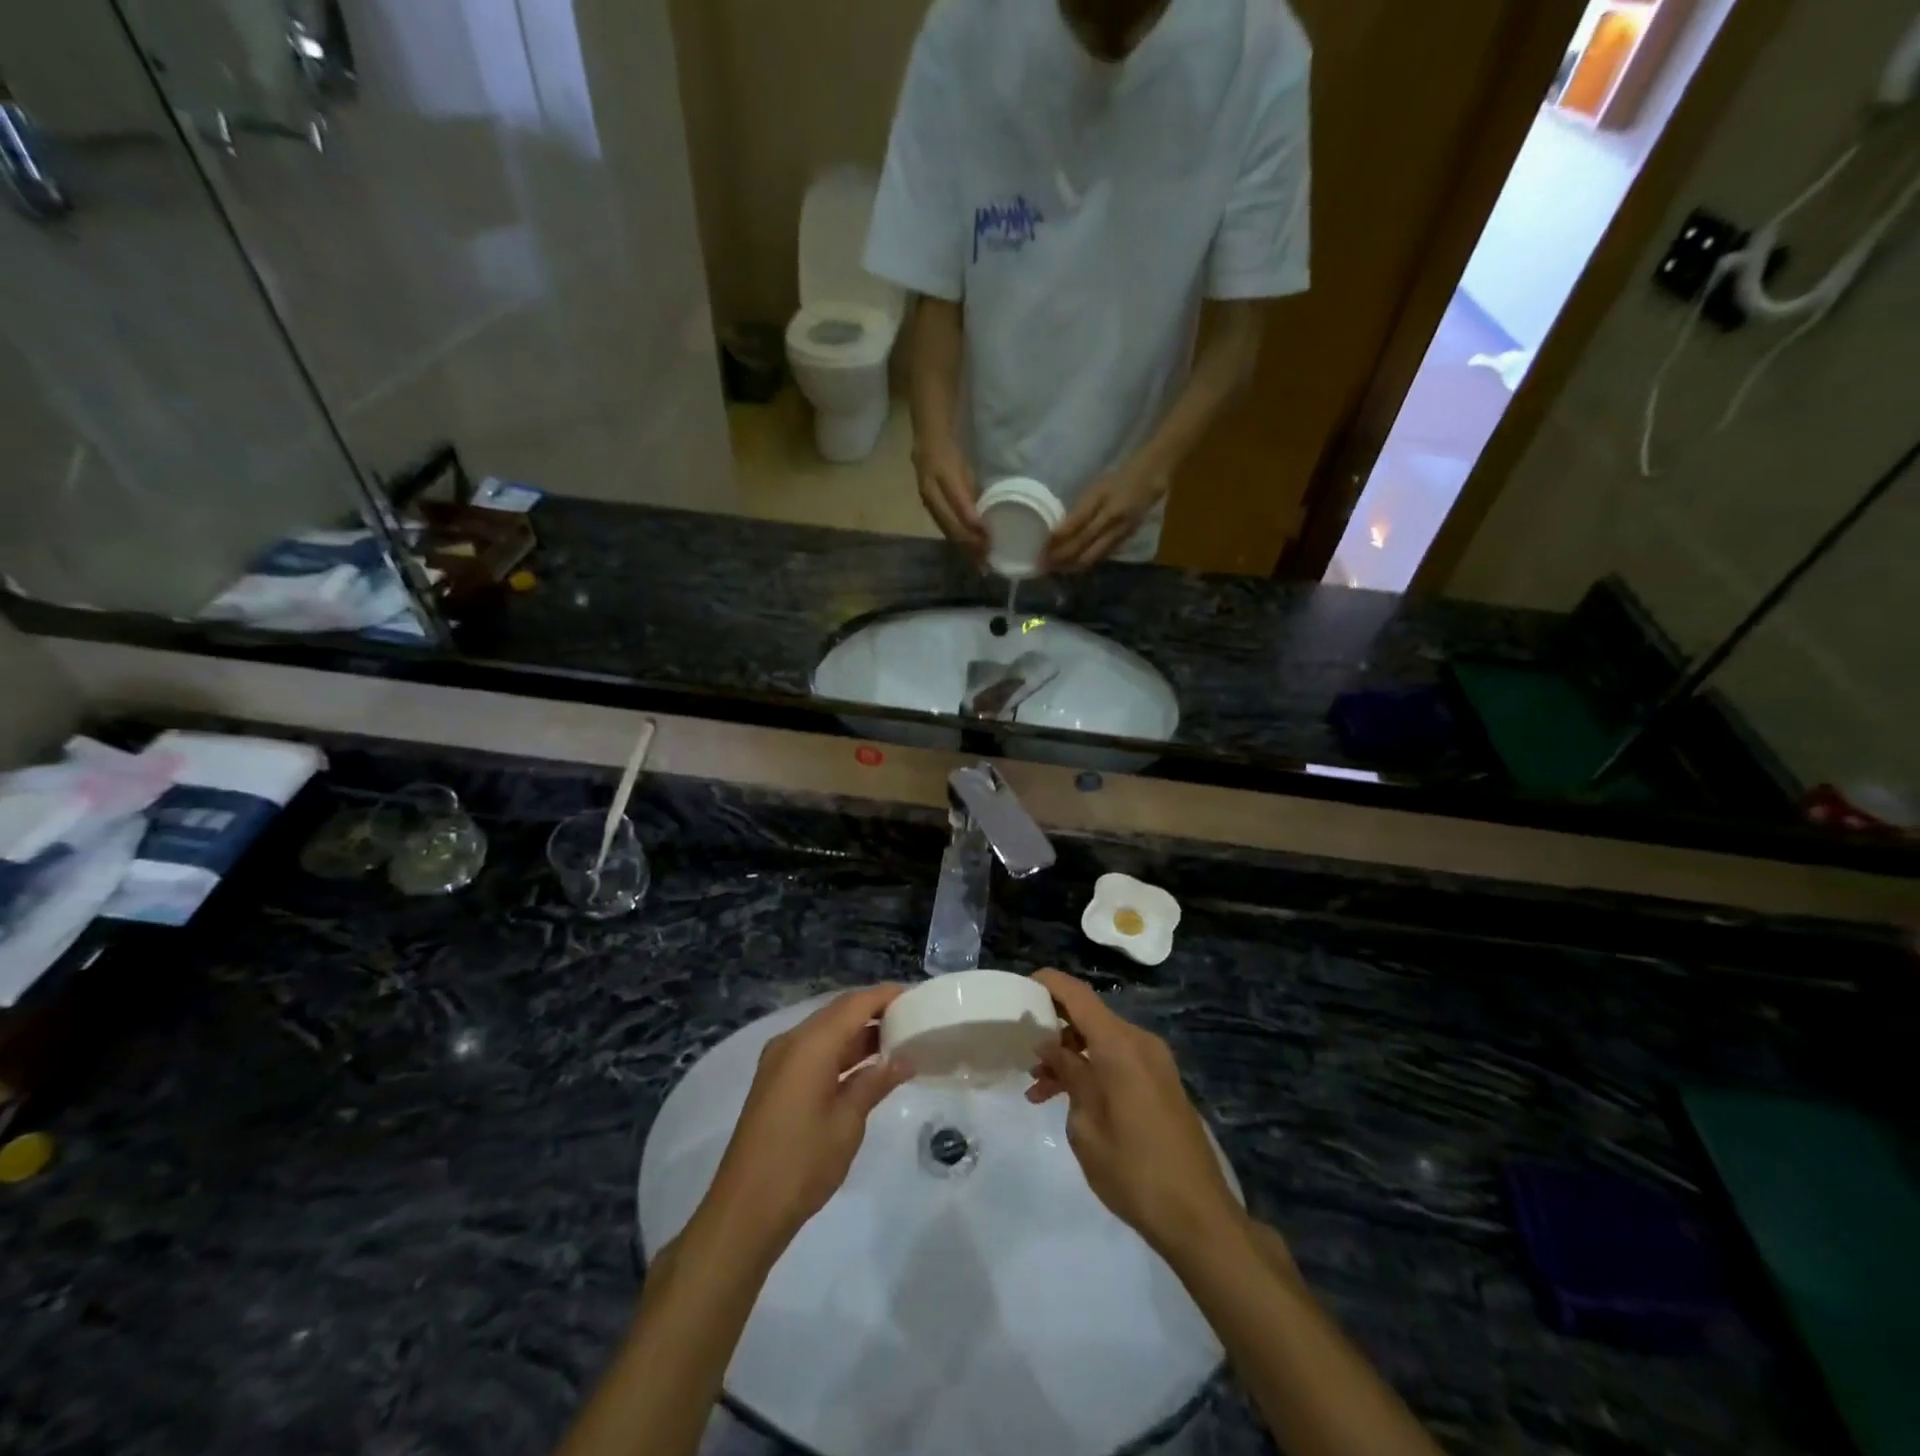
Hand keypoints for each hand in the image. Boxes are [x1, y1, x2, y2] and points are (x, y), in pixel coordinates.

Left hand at [703, 986, 912, 1251]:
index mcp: (809, 1045)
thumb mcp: (847, 1122)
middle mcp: (791, 1042)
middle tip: (912, 1019)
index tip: (917, 996)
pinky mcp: (776, 1082)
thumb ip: (875, 1083)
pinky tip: (867, 1068)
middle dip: (874, 1012)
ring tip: (898, 1041)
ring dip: (858, 1033)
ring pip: (826, 1032)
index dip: (886, 996)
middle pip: (838, 1012)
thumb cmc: (801, 1163)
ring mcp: (779, 1062)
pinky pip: (814, 1051)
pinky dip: (841, 1052)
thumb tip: (903, 1059)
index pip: (855, 1004)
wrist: (745, 1211)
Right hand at [914, 436, 987, 561]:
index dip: (973, 523)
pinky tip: (967, 549)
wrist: (928, 437)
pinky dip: (956, 539)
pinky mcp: (928, 506)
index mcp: (943, 475)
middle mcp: (931, 491)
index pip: (959, 505)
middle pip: (950, 524)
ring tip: (978, 561)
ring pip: (946, 529)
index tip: (988, 538)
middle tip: (986, 559)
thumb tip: (984, 515)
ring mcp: (927, 500)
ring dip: (963, 546)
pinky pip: (943, 526)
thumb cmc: (953, 448)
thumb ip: (972, 490)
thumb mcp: (966, 465)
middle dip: (969, 543)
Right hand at [1027, 970, 1242, 1257]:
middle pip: (1090, 1017)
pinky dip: (1092, 1069)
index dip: (1050, 984)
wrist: (1198, 1216)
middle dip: (1055, 1029)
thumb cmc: (1133, 1170)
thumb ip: (1068, 1074)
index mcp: (1120, 1046)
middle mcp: (1140, 1043)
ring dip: (1071, 1056)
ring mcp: (1154, 1062)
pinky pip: (1118, 1060)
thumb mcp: (1086, 1124)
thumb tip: (1051, 1045)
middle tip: (1022, 1051)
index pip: (1079, 995)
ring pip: (1102, 1041)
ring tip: (1037, 1088)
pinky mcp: (1160, 1083)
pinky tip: (1068, 1099)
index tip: (1021, 987)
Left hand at [1043, 465, 1166, 572]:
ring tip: (1055, 569)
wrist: (1150, 479)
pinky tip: (1073, 567)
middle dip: (1061, 557)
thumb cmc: (1117, 479)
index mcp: (1101, 500)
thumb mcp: (1095, 487)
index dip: (1057, 539)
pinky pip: (1101, 556)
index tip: (1041, 548)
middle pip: (1082, 544)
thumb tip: (1057, 531)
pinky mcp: (1124, 540)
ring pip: (1091, 555)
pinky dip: (1085, 563)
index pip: (1075, 524)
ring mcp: (1119, 532)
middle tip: (1043, 564)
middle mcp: (1110, 519)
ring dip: (1071, 565)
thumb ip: (1079, 509)